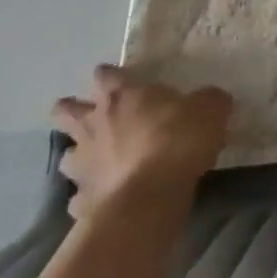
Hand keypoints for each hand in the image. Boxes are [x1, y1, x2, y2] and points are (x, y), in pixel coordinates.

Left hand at [51, 65, 232, 218]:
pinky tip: (105, 198)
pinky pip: (79, 197)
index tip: (119, 78)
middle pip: (66, 111)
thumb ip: (207, 101)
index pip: (105, 75)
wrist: (149, 199)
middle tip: (90, 113)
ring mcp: (83, 166)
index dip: (110, 75)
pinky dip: (90, 196)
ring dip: (79, 155)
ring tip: (97, 160)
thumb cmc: (177, 140)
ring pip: (67, 156)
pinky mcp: (80, 203)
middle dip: (72, 110)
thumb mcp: (210, 109)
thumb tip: (209, 100)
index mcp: (122, 96)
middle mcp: (94, 126)